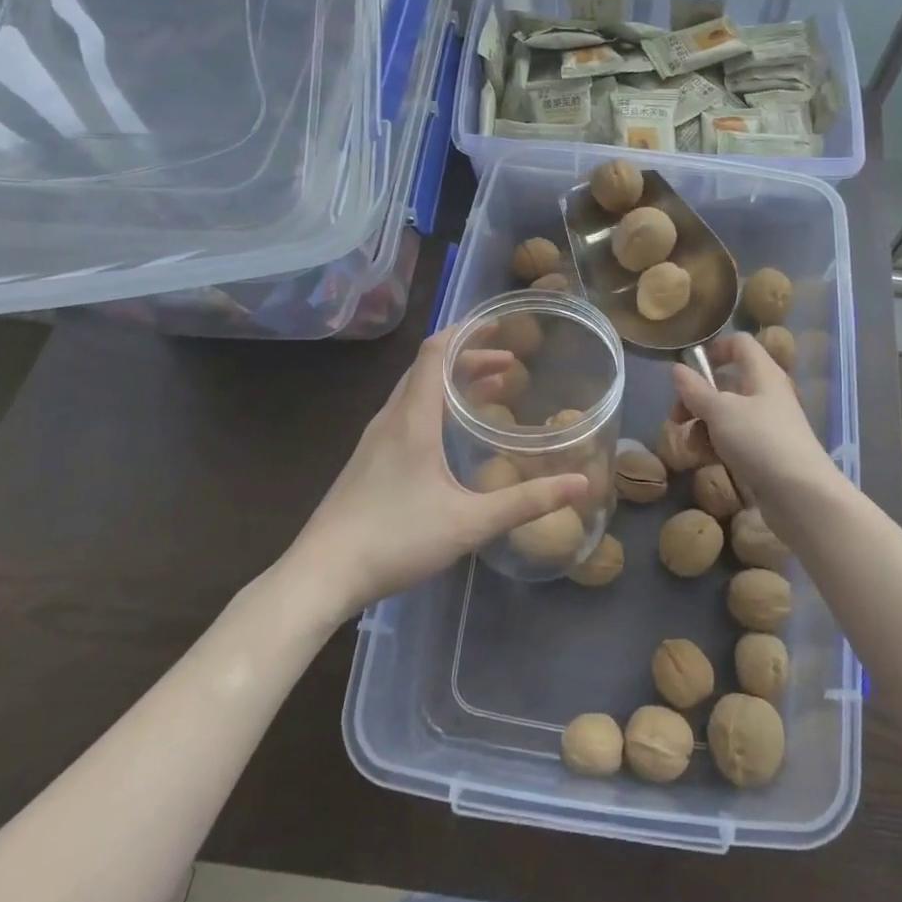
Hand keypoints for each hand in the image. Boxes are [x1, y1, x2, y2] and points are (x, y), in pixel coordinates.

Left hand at [287, 328, 586, 616]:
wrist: (320, 575)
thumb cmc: (396, 540)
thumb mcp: (470, 523)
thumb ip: (527, 502)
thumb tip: (581, 484)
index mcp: (412, 419)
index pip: (435, 353)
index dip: (466, 332)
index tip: (499, 325)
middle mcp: (391, 419)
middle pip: (427, 368)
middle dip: (468, 357)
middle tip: (508, 364)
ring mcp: (374, 440)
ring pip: (415, 391)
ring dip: (451, 381)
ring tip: (489, 390)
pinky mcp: (367, 461)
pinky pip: (406, 413)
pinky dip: (435, 403)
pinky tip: (450, 433)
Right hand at [671, 333, 841, 522]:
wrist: (801, 495)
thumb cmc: (760, 441)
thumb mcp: (720, 412)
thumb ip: (696, 390)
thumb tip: (677, 369)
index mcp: (762, 373)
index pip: (739, 344)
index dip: (714, 350)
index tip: (689, 370)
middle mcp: (767, 393)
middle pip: (727, 383)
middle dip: (698, 398)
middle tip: (677, 417)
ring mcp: (768, 425)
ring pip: (728, 414)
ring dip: (703, 425)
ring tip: (690, 446)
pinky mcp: (767, 452)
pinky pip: (736, 439)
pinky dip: (718, 445)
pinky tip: (705, 460)